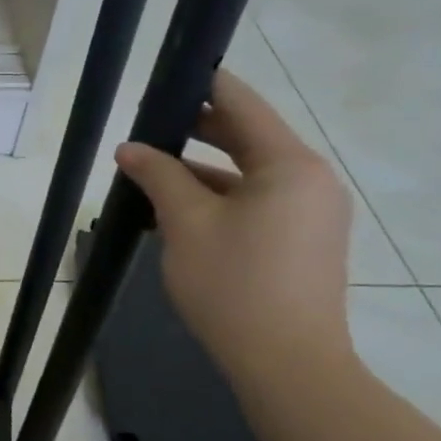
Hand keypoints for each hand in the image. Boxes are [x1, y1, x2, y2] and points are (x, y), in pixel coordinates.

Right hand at [114, 70, 352, 379]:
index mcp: (290, 165)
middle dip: (193, 129)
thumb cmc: (234, 285)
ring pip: (247, 173)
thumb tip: (130, 148)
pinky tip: (174, 208)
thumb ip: (158, 175)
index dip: (202, 85)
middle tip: (144, 123)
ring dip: (200, 169)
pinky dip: (217, 197)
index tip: (166, 74)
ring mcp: (310, 213)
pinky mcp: (302, 240)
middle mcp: (309, 180)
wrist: (288, 366)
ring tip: (148, 169)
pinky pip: (255, 201)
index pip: (242, 104)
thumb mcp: (185, 223)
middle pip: (246, 136)